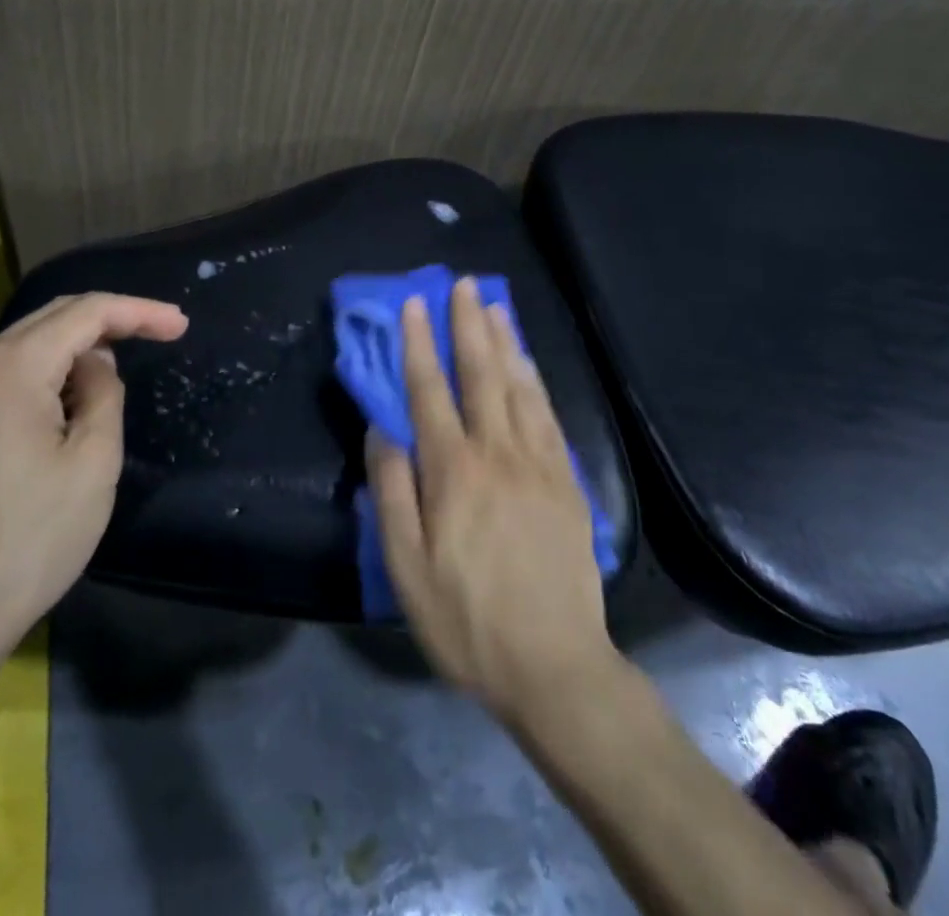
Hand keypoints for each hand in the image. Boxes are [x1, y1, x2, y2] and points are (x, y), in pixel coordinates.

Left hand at [0, 292, 188, 679]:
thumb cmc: (30, 541)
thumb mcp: (93, 462)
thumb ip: (104, 394)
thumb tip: (94, 365)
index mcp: (9, 368)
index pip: (86, 313)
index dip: (139, 312)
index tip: (180, 326)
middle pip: (52, 318)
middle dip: (109, 321)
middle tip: (160, 334)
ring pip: (25, 344)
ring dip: (75, 348)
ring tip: (116, 372)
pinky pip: (2, 374)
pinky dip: (43, 372)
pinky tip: (67, 397)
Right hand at [368, 278, 618, 723]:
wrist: (554, 665)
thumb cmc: (466, 620)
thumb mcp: (406, 568)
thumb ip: (391, 492)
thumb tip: (381, 429)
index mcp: (452, 471)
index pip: (429, 391)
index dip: (419, 343)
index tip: (414, 303)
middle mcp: (496, 453)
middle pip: (480, 374)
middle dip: (468, 324)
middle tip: (463, 283)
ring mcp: (538, 463)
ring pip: (519, 386)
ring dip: (505, 340)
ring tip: (495, 304)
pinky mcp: (566, 481)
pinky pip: (548, 415)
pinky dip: (536, 379)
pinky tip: (528, 362)